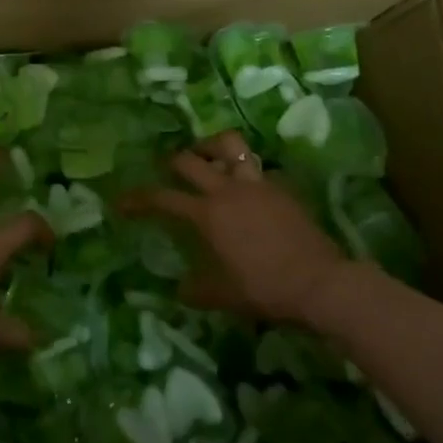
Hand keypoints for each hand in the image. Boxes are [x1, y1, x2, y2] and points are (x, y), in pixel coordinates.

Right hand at [126, 131, 345, 323]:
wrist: (321, 282)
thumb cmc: (266, 288)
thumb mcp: (224, 296)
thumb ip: (197, 290)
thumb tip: (180, 290)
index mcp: (208, 214)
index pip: (163, 198)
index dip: (138, 199)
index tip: (121, 203)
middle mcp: (228, 190)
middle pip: (190, 159)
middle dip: (172, 161)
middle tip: (167, 170)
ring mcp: (257, 184)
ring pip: (229, 146)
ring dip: (212, 147)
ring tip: (207, 157)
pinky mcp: (281, 187)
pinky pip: (258, 169)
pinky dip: (247, 172)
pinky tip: (249, 190)